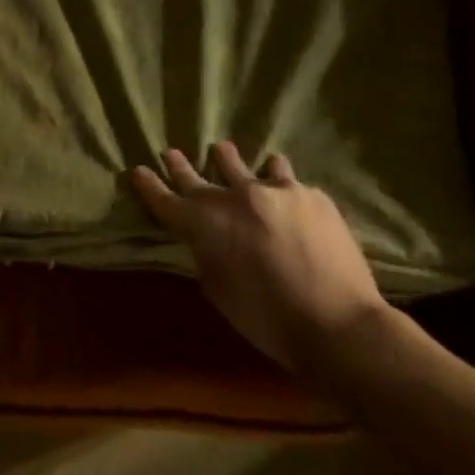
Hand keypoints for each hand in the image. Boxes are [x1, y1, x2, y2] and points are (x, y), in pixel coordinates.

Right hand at [130, 144, 388, 371]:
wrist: (337, 322)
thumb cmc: (266, 317)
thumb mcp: (217, 288)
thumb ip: (206, 253)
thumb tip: (208, 238)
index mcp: (204, 224)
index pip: (165, 199)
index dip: (148, 185)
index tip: (137, 170)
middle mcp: (234, 197)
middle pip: (197, 177)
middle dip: (180, 166)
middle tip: (171, 152)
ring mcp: (275, 191)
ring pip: (244, 165)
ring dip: (229, 161)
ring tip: (225, 152)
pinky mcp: (311, 195)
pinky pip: (286, 180)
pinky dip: (276, 182)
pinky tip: (281, 186)